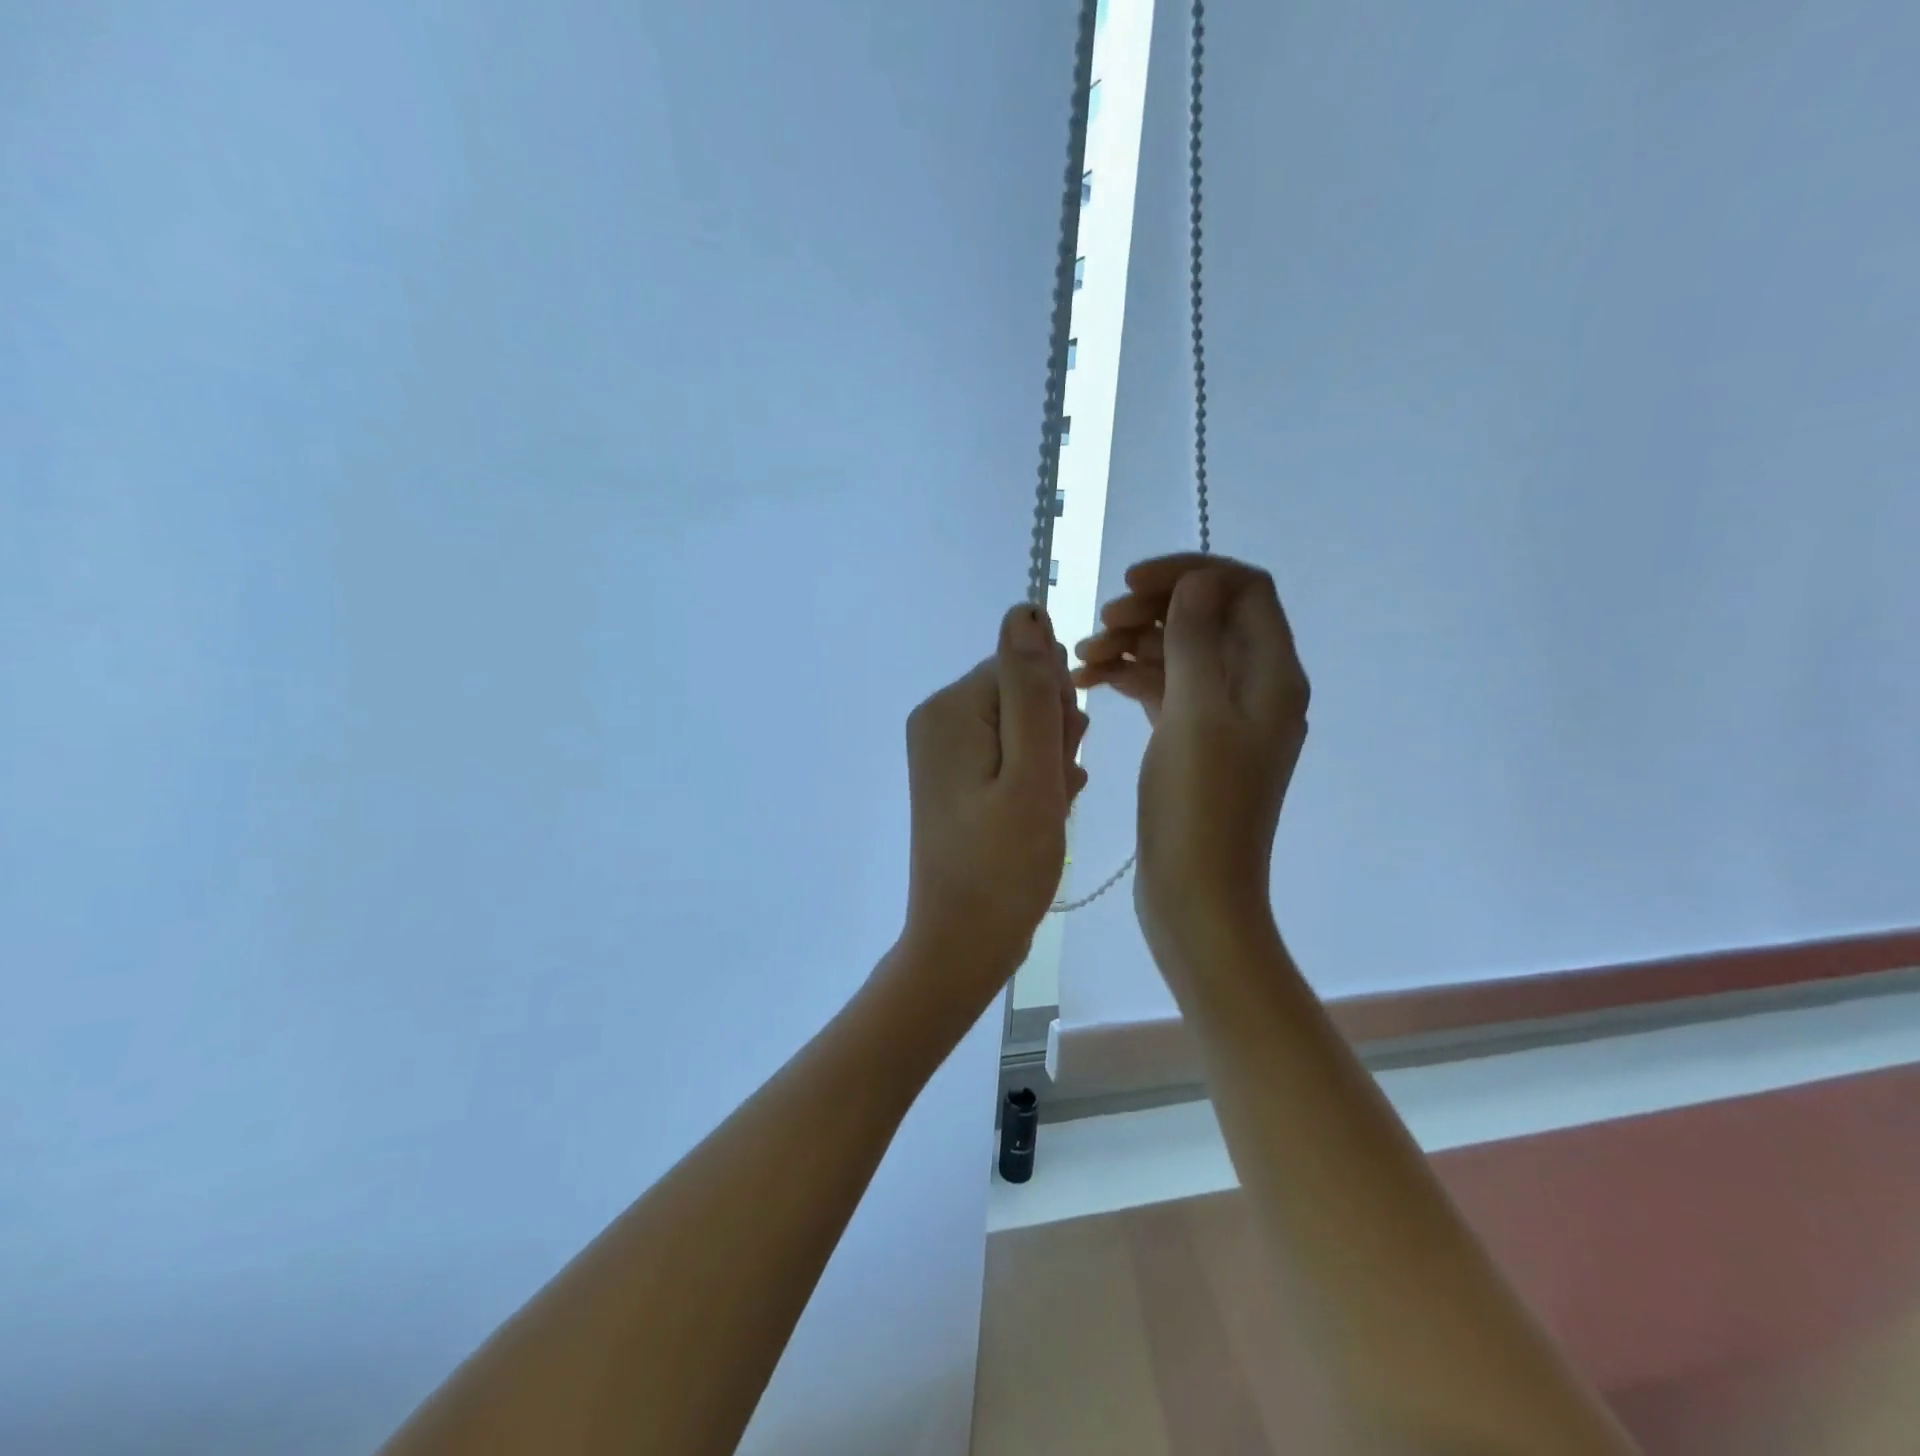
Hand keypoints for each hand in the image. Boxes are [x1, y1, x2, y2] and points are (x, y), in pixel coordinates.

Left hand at [899, 604, 1088, 1010]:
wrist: (963, 943)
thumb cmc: (1004, 865)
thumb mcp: (1032, 772)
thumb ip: (1031, 689)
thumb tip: (1026, 608)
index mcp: (951, 709)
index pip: (1026, 666)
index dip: (1057, 710)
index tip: (1059, 759)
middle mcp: (938, 718)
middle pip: (1022, 692)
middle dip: (1054, 735)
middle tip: (1051, 790)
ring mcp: (944, 749)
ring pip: (1023, 725)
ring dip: (1050, 760)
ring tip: (1047, 808)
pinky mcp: (955, 777)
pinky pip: (1010, 753)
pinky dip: (1034, 779)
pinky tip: (1039, 815)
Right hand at [1072, 554, 1308, 956]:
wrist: (1196, 896)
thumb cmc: (1199, 807)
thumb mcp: (1196, 715)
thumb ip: (1197, 640)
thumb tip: (1197, 581)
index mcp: (1271, 675)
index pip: (1243, 589)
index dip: (1189, 574)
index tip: (1130, 585)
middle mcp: (1253, 688)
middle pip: (1207, 617)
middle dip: (1152, 611)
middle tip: (1100, 626)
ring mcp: (1222, 717)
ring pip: (1179, 654)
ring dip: (1132, 646)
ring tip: (1080, 661)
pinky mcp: (1192, 742)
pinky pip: (1163, 690)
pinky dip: (1128, 679)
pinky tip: (1088, 684)